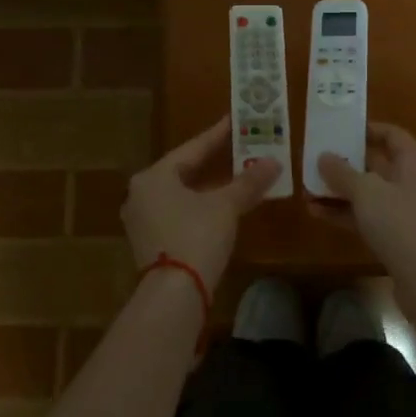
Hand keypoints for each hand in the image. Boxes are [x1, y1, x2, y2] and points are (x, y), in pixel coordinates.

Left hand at [123, 116, 279, 294]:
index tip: (234, 120)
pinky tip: (219, 207)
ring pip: (180, 194)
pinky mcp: (149, 244)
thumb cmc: (196, 237)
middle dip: (213, 162)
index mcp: (154, 176)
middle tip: (237, 146)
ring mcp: (142, 221)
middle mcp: (141, 193)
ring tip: (234, 175)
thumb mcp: (226, 206)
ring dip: (208, 187)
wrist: (173, 296)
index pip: (192, 148)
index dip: (217, 134)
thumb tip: (274, 162)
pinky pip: (177, 213)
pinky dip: (199, 206)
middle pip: (183, 171)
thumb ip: (248, 182)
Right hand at [316, 124, 415, 328]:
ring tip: (307, 187)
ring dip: (339, 190)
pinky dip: (344, 213)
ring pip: (368, 193)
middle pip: (376, 164)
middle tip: (314, 158)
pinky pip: (366, 217)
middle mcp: (411, 182)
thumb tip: (323, 156)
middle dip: (345, 162)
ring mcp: (404, 212)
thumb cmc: (401, 224)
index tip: (339, 130)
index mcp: (414, 163)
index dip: (367, 130)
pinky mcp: (396, 238)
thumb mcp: (367, 192)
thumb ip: (342, 172)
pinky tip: (316, 213)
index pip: (391, 135)